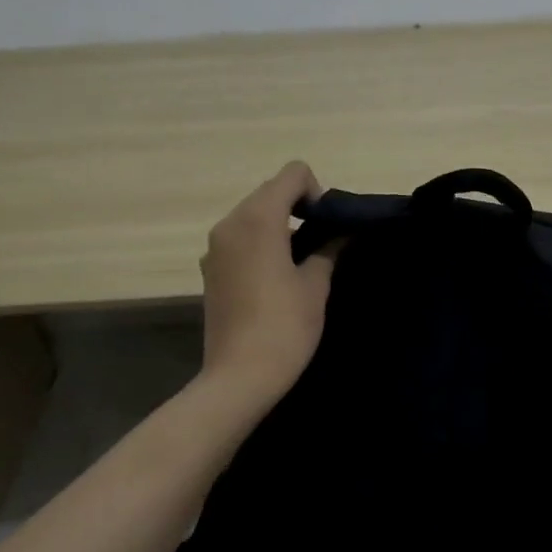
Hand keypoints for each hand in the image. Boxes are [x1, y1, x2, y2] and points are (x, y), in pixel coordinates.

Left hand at [199, 162, 337, 404]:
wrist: (239, 377)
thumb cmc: (284, 327)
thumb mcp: (316, 284)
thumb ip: (329, 248)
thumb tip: (341, 232)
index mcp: (258, 219)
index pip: (293, 174)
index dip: (317, 192)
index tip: (326, 227)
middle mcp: (230, 223)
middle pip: (270, 191)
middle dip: (298, 207)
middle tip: (320, 244)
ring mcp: (215, 247)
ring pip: (253, 214)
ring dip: (278, 225)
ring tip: (298, 263)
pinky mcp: (209, 269)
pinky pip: (239, 238)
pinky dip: (259, 242)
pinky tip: (273, 279)